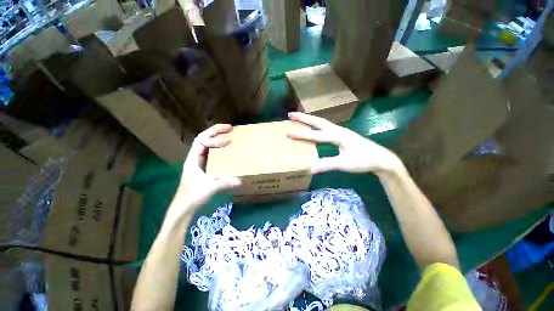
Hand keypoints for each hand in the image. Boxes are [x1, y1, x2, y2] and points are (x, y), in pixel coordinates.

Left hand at [174, 124, 241, 212]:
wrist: (185, 207)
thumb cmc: (193, 196)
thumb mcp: (209, 188)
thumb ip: (223, 183)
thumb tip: (239, 180)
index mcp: (193, 160)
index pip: (201, 142)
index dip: (214, 139)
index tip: (227, 140)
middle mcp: (196, 158)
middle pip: (203, 139)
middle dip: (216, 131)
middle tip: (230, 127)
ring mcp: (200, 162)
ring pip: (207, 144)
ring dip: (217, 137)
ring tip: (229, 133)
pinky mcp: (206, 167)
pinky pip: (212, 153)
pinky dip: (219, 147)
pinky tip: (227, 148)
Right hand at [287, 112, 402, 175]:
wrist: (381, 159)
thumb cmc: (364, 160)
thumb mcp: (345, 164)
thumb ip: (327, 165)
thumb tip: (310, 168)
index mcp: (338, 135)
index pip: (315, 135)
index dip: (301, 134)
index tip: (288, 132)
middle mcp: (338, 130)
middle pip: (318, 121)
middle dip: (304, 118)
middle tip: (290, 114)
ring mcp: (340, 132)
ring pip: (322, 123)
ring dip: (310, 120)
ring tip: (299, 118)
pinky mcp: (342, 136)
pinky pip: (326, 128)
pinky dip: (317, 126)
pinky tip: (314, 129)